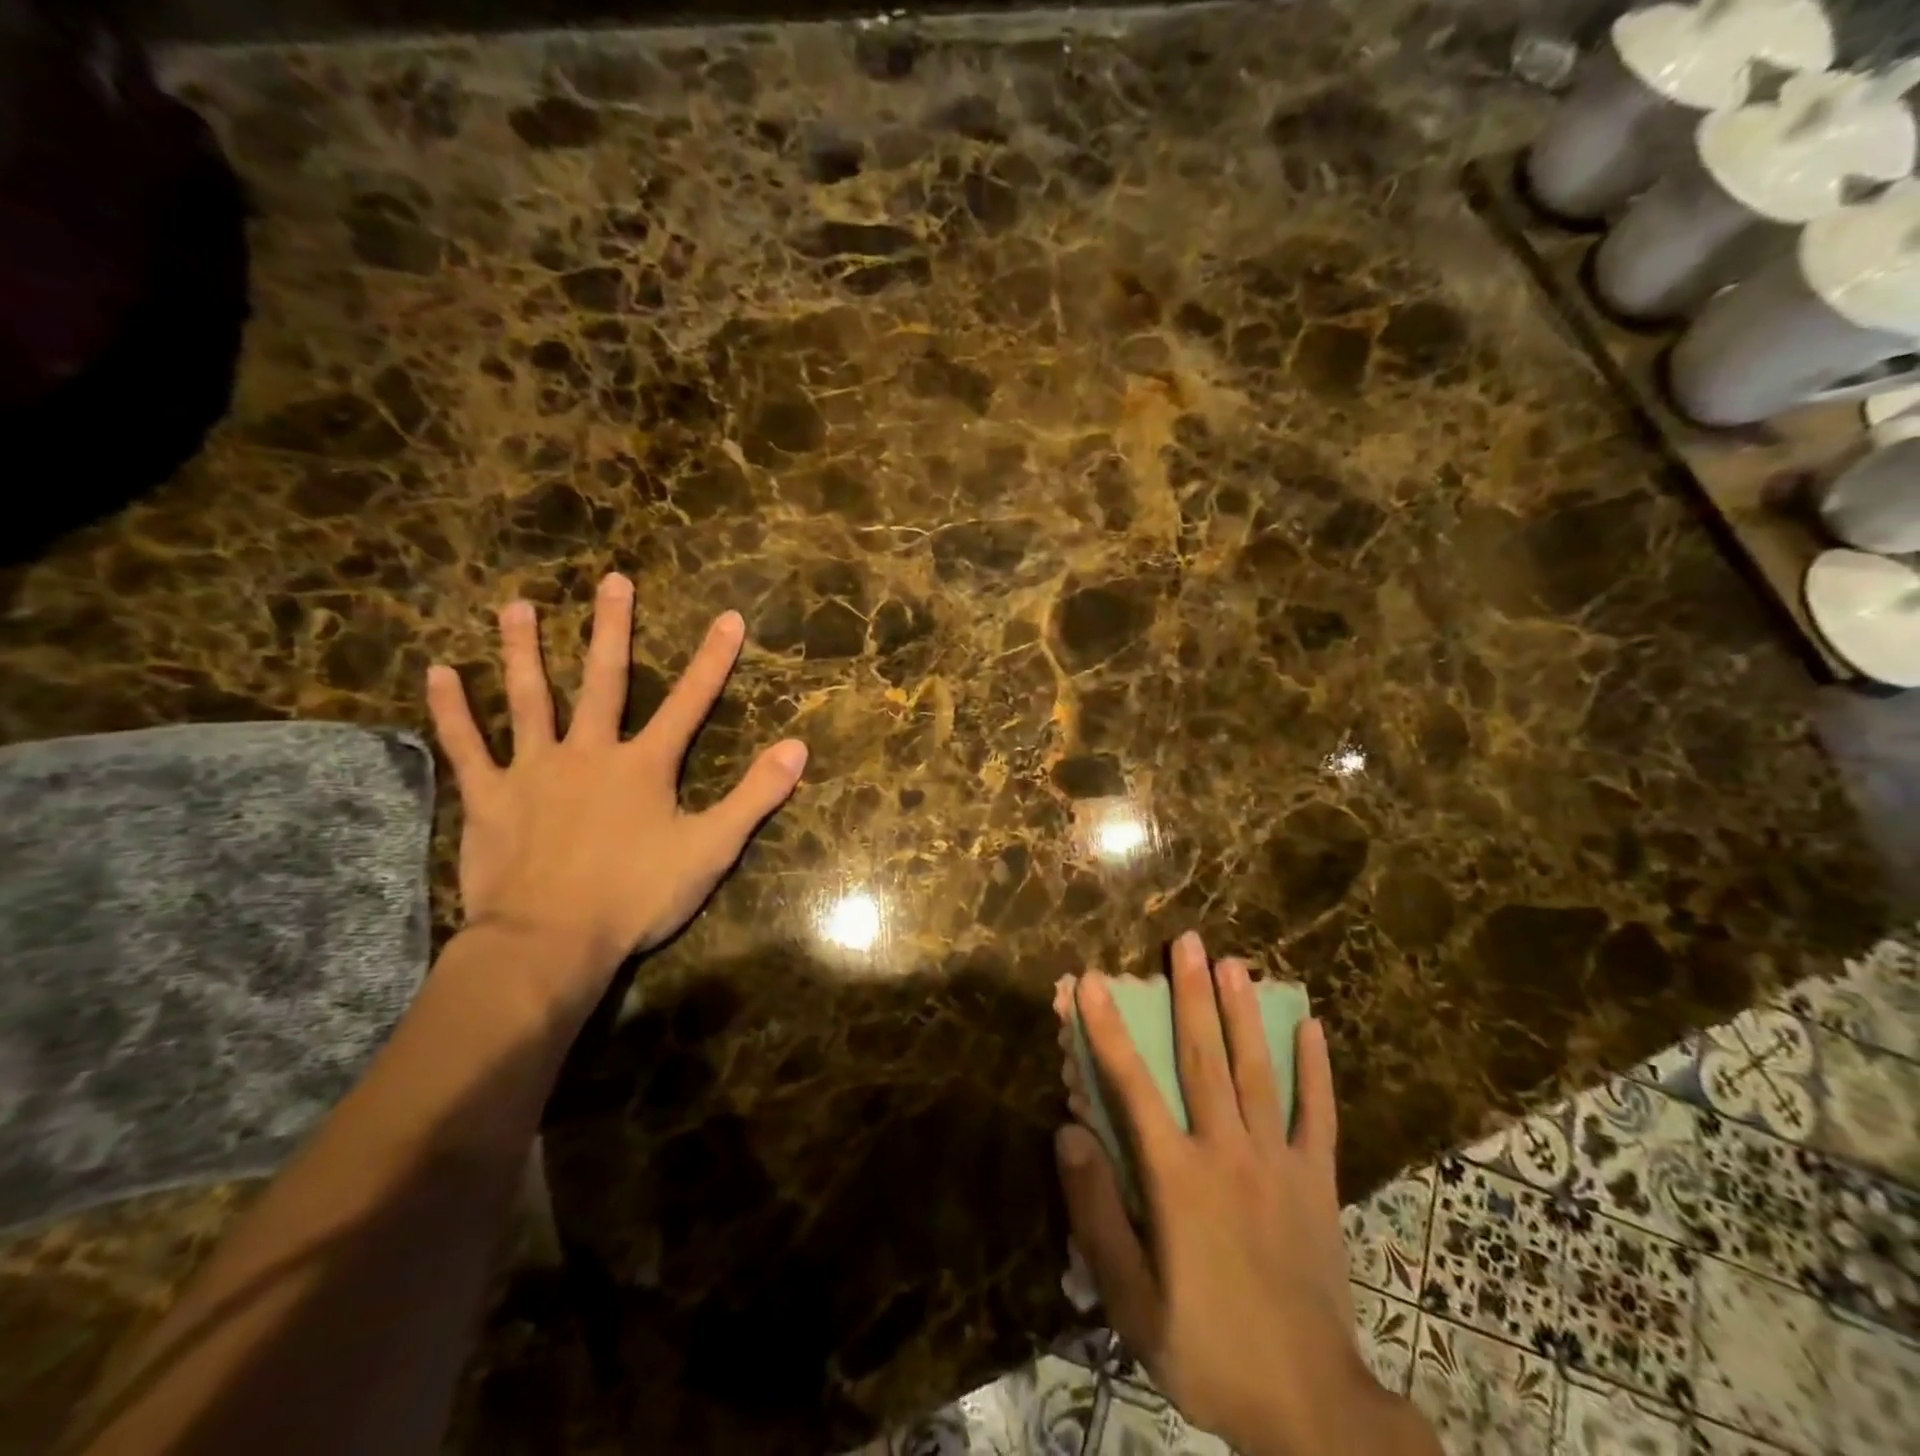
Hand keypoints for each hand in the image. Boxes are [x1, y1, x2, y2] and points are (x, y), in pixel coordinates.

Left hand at [425, 574, 805, 1017]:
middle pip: (604, 681)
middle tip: (614, 580)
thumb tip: (798, 748)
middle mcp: (589, 752)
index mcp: (644, 765)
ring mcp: (534, 770)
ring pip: (529, 699)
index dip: (713, 659)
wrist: (549, 942)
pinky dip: (452, 710)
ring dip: (524, 651)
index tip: (729, 617)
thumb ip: (754, 796)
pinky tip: (438, 672)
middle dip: (613, 629)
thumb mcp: (711, 850)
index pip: (690, 702)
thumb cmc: (635, 896)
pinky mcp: (491, 797)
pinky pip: (467, 746)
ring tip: (516, 606)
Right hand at [1057, 933, 1430, 1455]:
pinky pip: (1317, 1114)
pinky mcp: (1317, 1180)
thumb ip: (1097, 1213)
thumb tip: (1068, 1131)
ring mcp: (1278, 1162)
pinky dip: (1315, 1068)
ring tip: (1234, 962)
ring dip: (1242, 1012)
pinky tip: (1311, 1025)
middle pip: (1203, 1059)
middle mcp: (1227, 1153)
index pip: (1132, 1087)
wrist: (1311, 1408)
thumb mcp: (1132, 1303)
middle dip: (1189, 995)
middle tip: (1186, 941)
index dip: (1108, 1030)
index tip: (1093, 981)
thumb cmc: (1208, 1350)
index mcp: (1176, 1178)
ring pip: (1257, 1071)